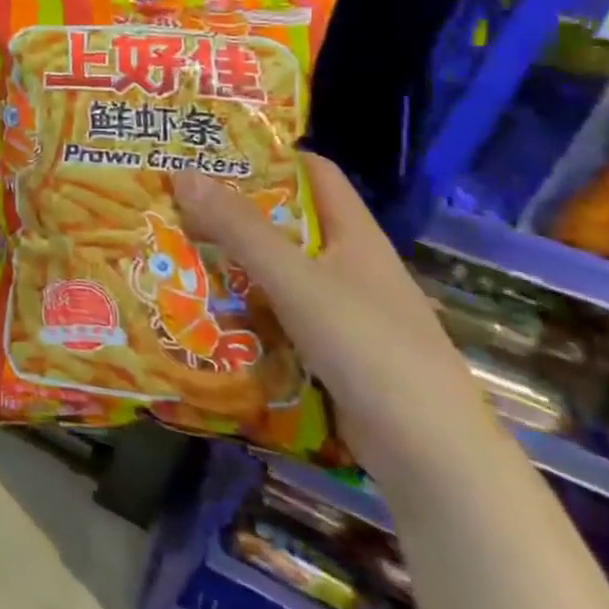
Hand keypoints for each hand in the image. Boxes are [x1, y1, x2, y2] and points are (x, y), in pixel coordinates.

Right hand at [172, 154, 497, 486]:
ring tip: (175, 250)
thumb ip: (240, 229)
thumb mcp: (296, 280)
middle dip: (235, 211)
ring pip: (280, 272)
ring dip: (235, 262)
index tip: (214, 151)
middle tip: (176, 201)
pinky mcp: (333, 354)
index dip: (271, 155)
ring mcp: (344, 313)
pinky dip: (246, 308)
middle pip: (289, 223)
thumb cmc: (369, 348)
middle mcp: (351, 267)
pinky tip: (205, 310)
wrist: (433, 457)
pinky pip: (280, 315)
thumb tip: (183, 172)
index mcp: (355, 236)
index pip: (315, 174)